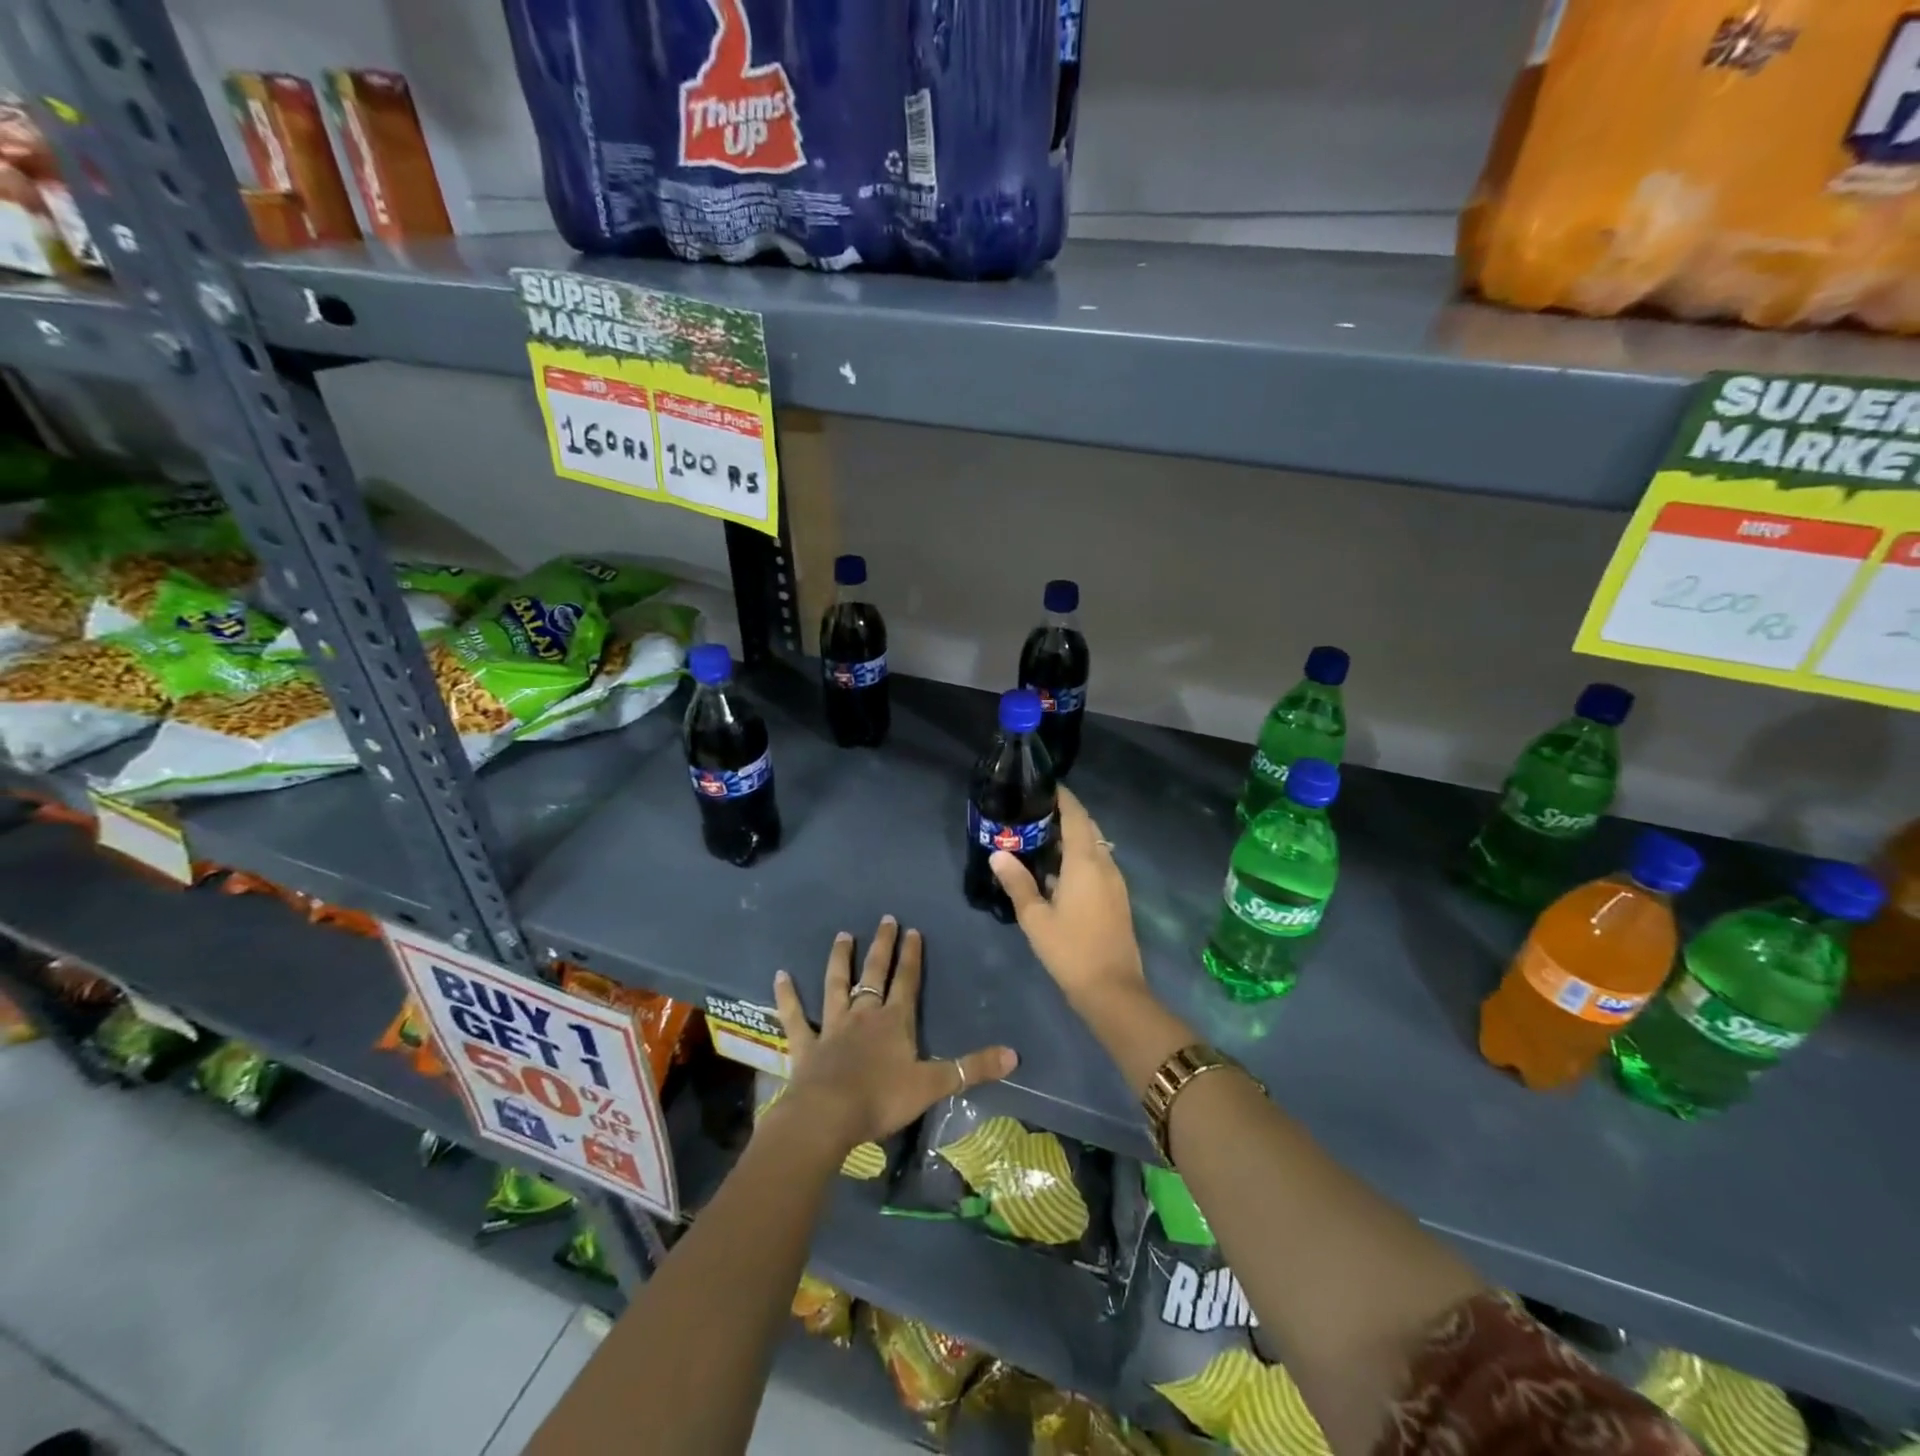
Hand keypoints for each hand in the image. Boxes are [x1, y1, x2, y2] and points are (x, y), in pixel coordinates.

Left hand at [771, 916, 1017, 1152]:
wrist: (828, 1116)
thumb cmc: (881, 1099)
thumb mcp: (933, 1085)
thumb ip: (972, 1069)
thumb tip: (1015, 1055)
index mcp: (894, 1022)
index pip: (907, 981)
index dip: (912, 957)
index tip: (913, 931)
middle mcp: (863, 1015)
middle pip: (874, 974)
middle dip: (882, 947)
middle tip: (885, 920)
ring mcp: (832, 1026)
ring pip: (836, 984)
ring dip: (840, 960)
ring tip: (843, 935)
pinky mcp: (806, 1044)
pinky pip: (795, 1015)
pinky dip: (787, 995)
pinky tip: (780, 975)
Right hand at [990, 785, 1146, 1012]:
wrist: (1113, 990)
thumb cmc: (1070, 950)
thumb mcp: (1035, 918)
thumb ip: (1017, 882)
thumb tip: (998, 853)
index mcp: (1086, 862)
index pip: (1076, 816)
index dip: (1063, 798)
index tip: (1043, 786)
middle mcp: (1105, 864)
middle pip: (1088, 828)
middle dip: (1066, 816)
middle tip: (1034, 814)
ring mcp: (1115, 882)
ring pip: (1095, 847)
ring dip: (1073, 838)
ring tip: (1040, 840)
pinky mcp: (1117, 898)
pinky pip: (1098, 865)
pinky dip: (1080, 858)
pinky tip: (1057, 873)